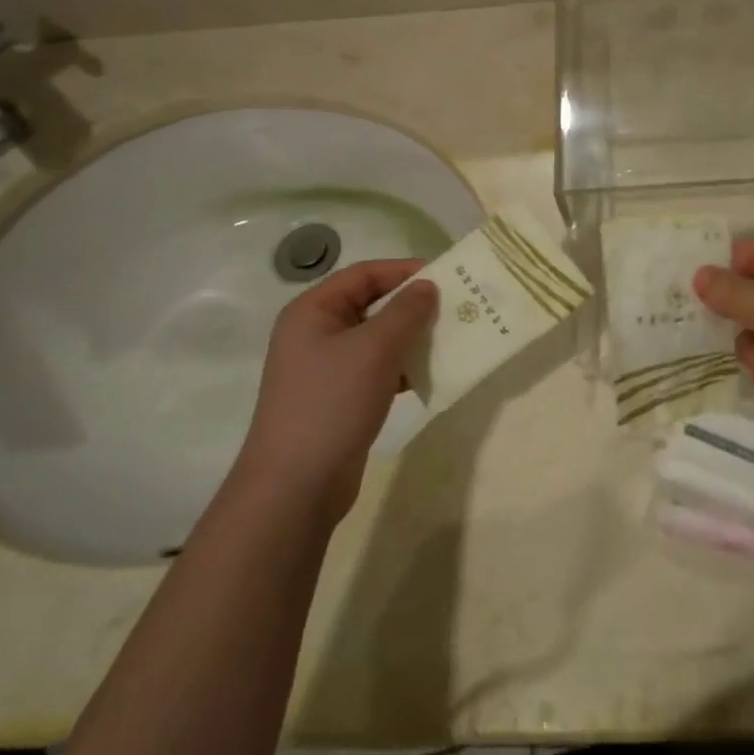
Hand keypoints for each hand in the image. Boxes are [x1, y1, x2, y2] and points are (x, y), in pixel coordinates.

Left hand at [237, 260, 437, 526]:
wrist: (297, 484)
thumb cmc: (332, 402)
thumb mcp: (374, 349)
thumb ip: (405, 312)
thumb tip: (427, 286)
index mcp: (313, 311)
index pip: (364, 274)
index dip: (404, 271)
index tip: (447, 277)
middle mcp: (316, 333)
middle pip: (371, 305)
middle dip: (413, 306)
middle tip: (456, 309)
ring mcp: (326, 368)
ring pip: (377, 339)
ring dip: (411, 338)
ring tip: (451, 340)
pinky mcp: (339, 397)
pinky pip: (377, 369)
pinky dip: (403, 368)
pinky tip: (431, 375)